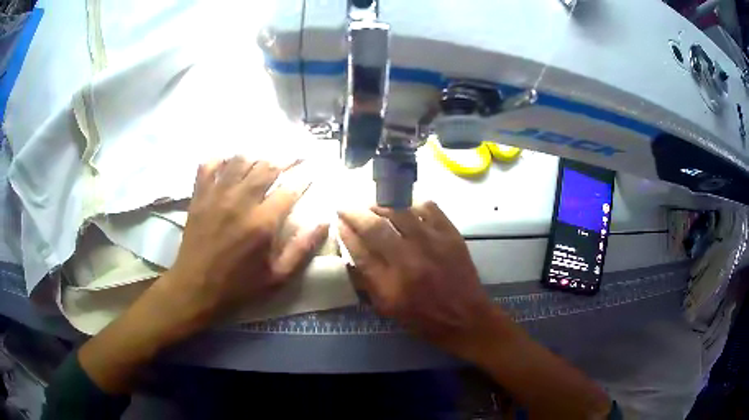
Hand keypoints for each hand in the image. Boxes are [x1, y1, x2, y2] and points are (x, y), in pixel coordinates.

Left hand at [157, 156, 328, 328]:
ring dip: (257, 156)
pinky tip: (230, 162)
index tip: (312, 172)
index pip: (289, 189)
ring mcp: (216, 195)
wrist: (196, 287)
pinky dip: (221, 159)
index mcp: (262, 223)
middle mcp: (240, 202)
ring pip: (240, 161)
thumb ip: (302, 249)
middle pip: (266, 167)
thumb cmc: (239, 285)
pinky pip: (209, 165)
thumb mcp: (277, 276)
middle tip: (296, 156)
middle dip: (286, 158)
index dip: (304, 178)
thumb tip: (324, 222)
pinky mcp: (199, 196)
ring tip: (267, 157)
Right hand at [338, 202, 498, 358]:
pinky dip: (412, 203)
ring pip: (400, 211)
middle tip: (345, 208)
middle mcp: (409, 260)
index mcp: (390, 284)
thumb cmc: (423, 318)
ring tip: (372, 206)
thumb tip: (351, 254)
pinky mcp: (450, 235)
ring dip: (380, 205)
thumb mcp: (388, 308)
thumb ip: (367, 281)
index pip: (359, 250)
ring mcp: (432, 243)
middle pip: (375, 227)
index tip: (338, 223)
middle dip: (354, 213)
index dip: (345, 233)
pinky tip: (405, 207)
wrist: (465, 318)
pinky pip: (428, 208)